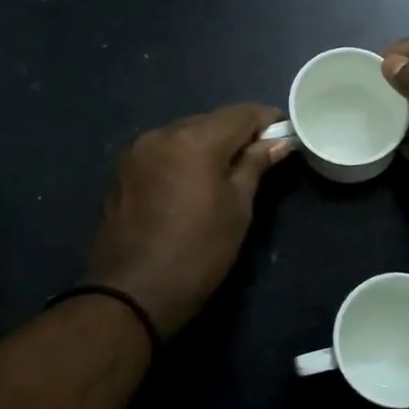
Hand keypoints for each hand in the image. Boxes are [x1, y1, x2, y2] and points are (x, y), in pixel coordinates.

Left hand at [86, 104, 293, 337]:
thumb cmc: (199, 252)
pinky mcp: (122, 170)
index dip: (268, 120)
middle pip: (211, 120)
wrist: (132, 294)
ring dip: (209, 144)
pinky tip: (194, 182)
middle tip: (260, 158)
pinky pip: (163, 151)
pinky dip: (184, 157)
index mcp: (195, 140)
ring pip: (185, 133)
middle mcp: (162, 133)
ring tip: (228, 172)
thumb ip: (255, 165)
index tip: (285, 135)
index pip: (242, 114)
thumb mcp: (238, 208)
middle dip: (238, 133)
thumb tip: (279, 141)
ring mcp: (137, 151)